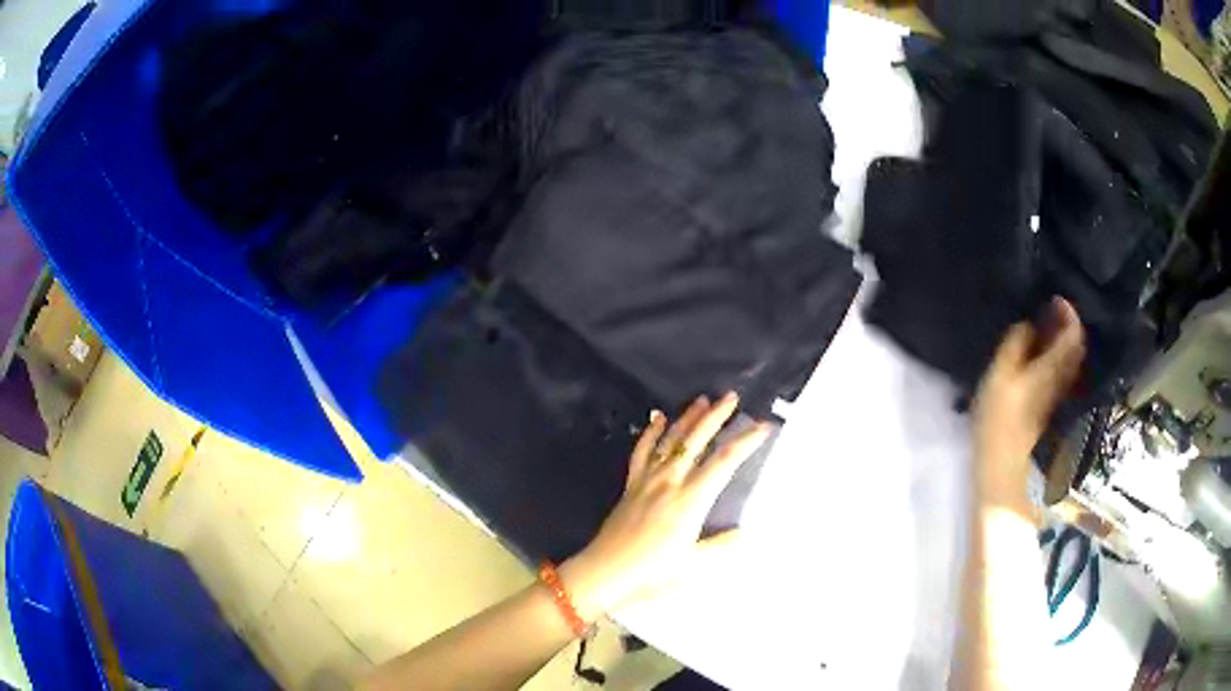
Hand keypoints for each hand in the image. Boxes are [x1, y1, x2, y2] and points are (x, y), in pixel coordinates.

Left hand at [560, 393, 771, 620]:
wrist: (605, 571)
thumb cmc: (652, 572)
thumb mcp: (694, 564)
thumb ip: (720, 546)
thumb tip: (744, 532)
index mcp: (691, 501)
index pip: (724, 463)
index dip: (746, 442)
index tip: (763, 426)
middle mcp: (670, 482)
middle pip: (695, 441)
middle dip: (715, 417)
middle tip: (731, 397)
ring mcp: (647, 481)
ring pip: (669, 441)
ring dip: (686, 419)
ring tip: (702, 400)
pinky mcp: (630, 485)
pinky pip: (641, 453)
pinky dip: (650, 433)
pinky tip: (657, 418)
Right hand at [972, 297, 1085, 505]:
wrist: (1001, 461)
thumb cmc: (997, 417)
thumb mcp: (998, 374)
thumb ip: (1015, 344)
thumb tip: (1027, 324)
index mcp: (1052, 368)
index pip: (1073, 335)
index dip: (1069, 313)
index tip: (1055, 298)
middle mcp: (1061, 378)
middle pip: (1075, 347)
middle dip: (1068, 324)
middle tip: (1051, 309)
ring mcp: (1058, 392)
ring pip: (1071, 359)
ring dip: (1064, 340)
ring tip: (1046, 327)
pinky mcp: (1050, 403)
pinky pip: (1063, 370)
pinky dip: (1058, 355)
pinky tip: (1043, 352)